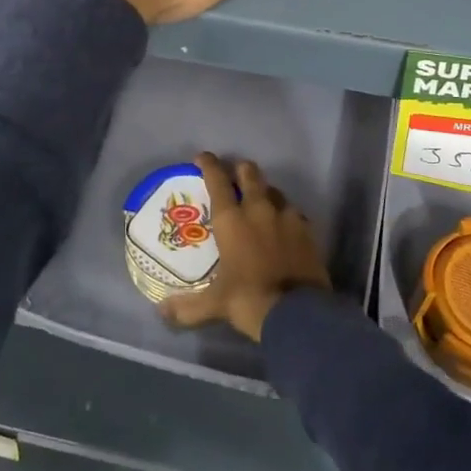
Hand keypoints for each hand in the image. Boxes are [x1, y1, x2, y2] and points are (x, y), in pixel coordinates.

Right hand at [158, 152, 331, 342]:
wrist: (298, 313)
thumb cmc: (249, 300)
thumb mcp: (215, 305)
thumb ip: (187, 307)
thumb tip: (162, 312)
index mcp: (232, 219)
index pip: (217, 180)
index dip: (209, 164)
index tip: (202, 157)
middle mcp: (259, 208)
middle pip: (249, 173)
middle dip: (239, 169)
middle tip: (233, 176)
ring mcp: (287, 216)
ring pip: (274, 190)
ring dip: (264, 191)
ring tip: (258, 202)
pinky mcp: (307, 229)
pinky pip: (293, 212)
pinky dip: (284, 214)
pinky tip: (282, 226)